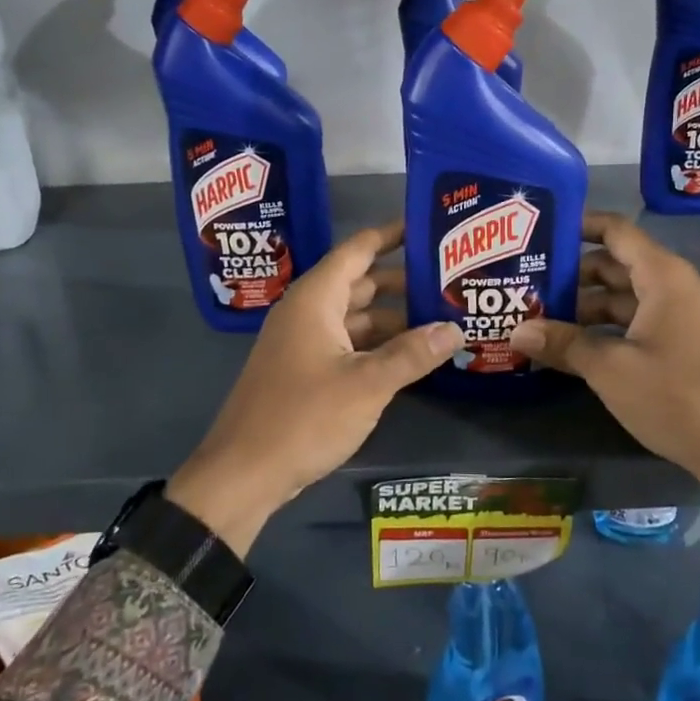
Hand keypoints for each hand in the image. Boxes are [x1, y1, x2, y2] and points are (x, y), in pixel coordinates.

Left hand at [166, 221, 462, 555]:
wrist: (243, 474)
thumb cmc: (304, 417)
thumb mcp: (367, 384)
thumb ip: (412, 354)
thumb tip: (456, 328)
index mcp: (316, 299)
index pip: (358, 250)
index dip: (391, 235)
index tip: (427, 226)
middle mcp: (307, 312)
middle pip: (361, 283)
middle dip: (402, 281)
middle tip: (448, 280)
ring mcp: (303, 343)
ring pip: (355, 317)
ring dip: (393, 318)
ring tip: (440, 319)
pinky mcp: (304, 371)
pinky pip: (347, 344)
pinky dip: (377, 345)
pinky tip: (410, 357)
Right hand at [510, 212, 699, 555]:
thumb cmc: (675, 397)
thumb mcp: (610, 369)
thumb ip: (563, 344)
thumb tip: (516, 332)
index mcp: (663, 276)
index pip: (616, 231)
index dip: (579, 225)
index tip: (541, 231)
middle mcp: (675, 285)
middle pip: (615, 263)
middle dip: (573, 273)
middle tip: (528, 282)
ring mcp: (682, 314)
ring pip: (625, 295)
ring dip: (586, 304)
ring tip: (541, 316)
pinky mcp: (684, 341)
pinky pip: (638, 318)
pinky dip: (607, 325)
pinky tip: (575, 344)